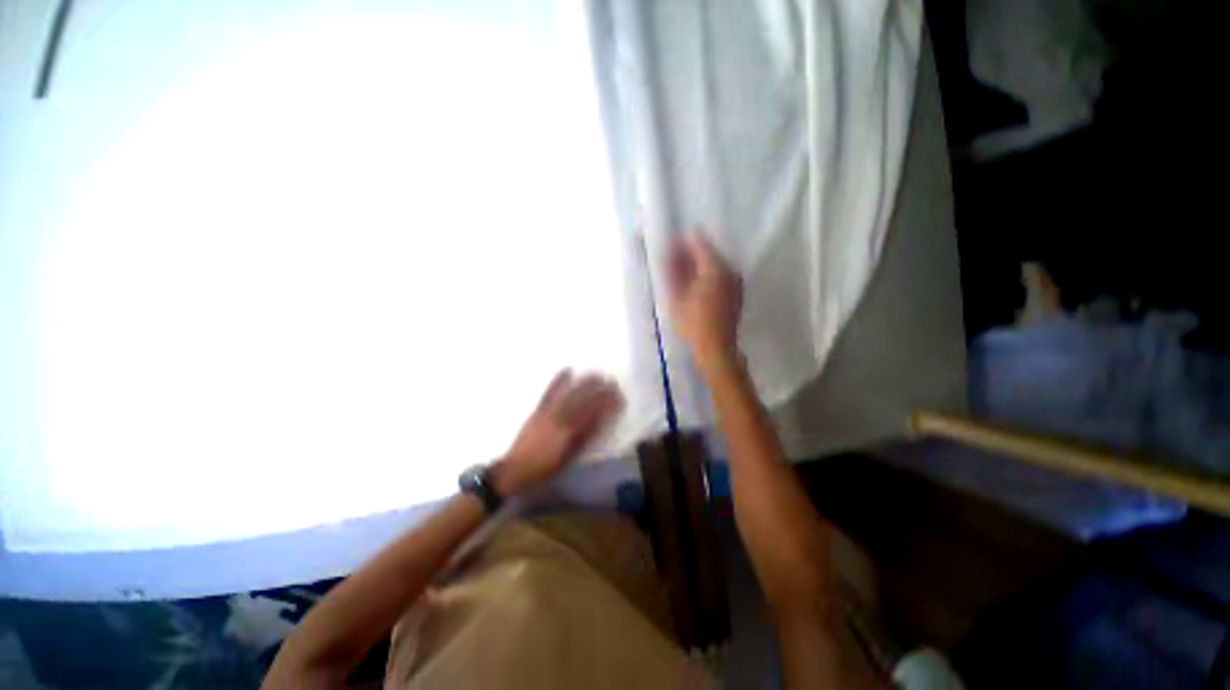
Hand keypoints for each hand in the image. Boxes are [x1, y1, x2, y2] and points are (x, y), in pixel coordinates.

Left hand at [491, 370, 623, 495]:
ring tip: (597, 373)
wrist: (515, 468)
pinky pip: (550, 391)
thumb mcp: (569, 457)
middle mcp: (560, 417)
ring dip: (585, 381)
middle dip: (600, 388)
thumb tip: (601, 421)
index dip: (608, 403)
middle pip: (584, 398)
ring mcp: (548, 410)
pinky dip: (559, 379)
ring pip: (570, 391)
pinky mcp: (538, 408)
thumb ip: (585, 438)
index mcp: (570, 431)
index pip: (594, 412)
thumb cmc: (546, 468)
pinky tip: (568, 370)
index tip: (619, 397)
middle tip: (612, 382)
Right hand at [666, 233, 743, 372]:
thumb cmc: (693, 324)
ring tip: (682, 273)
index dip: (684, 243)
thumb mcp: (676, 297)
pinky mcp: (737, 293)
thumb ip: (673, 271)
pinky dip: (708, 276)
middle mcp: (730, 271)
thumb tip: (669, 252)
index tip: (671, 244)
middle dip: (691, 254)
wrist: (716, 348)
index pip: (700, 245)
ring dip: (699, 266)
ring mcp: (736, 282)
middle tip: (674, 259)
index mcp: (715, 269)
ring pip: (716, 265)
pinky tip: (696, 285)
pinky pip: (721, 276)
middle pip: (709, 254)